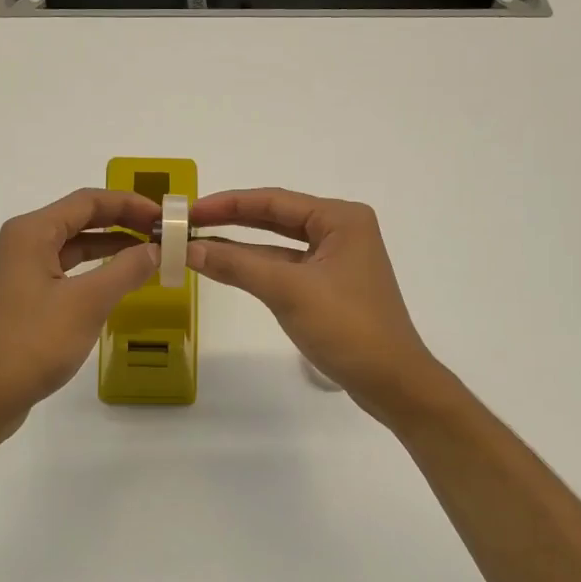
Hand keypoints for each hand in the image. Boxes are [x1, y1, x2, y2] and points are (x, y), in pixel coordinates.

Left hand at [0, 188, 159, 443]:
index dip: (130, 203)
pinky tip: (117, 283)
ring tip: (148, 255)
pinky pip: (64, 270)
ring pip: (71, 246)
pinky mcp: (22, 298)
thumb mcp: (88, 303)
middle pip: (79, 219)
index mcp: (31, 232)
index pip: (88, 201)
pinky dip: (93, 271)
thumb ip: (126, 269)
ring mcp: (19, 271)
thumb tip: (156, 248)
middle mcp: (21, 243)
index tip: (164, 217)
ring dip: (109, 247)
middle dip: (122, 223)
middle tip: (161, 234)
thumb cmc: (34, 342)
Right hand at [189, 189, 446, 422]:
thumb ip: (237, 265)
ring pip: (279, 245)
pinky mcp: (331, 287)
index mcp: (340, 218)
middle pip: (277, 218)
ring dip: (242, 246)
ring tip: (198, 244)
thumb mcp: (287, 290)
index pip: (274, 200)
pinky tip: (229, 268)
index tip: (190, 210)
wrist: (391, 380)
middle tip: (189, 224)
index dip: (228, 203)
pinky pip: (287, 267)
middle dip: (232, 220)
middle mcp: (341, 231)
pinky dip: (258, 268)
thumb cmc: (345, 326)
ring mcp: (337, 260)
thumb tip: (189, 248)